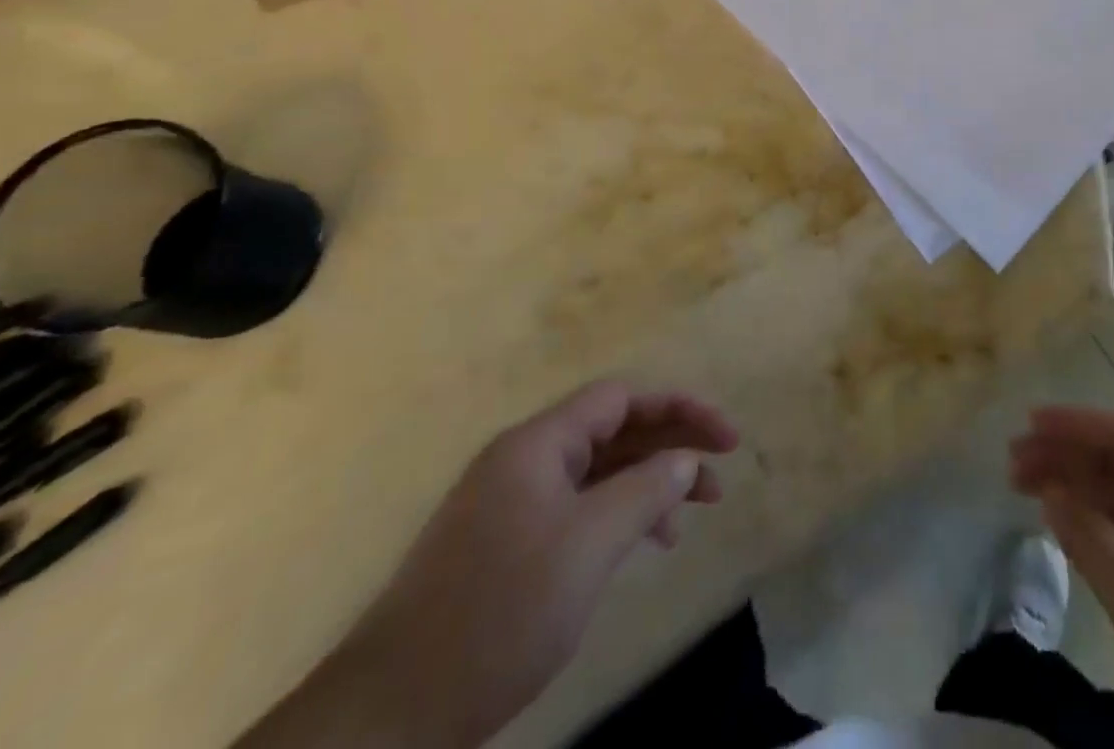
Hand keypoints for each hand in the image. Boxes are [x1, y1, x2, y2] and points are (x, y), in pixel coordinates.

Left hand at [236, 381, 739, 748]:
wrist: (389, 716)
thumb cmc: (500, 612)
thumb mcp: (589, 545)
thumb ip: (646, 490)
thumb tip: (685, 459)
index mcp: (538, 443)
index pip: (622, 398)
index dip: (679, 407)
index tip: (724, 436)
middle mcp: (524, 460)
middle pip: (612, 430)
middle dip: (670, 444)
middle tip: (720, 470)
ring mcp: (510, 503)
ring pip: (597, 472)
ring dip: (647, 483)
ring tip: (690, 515)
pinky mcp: (504, 545)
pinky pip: (576, 508)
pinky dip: (616, 516)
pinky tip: (641, 545)